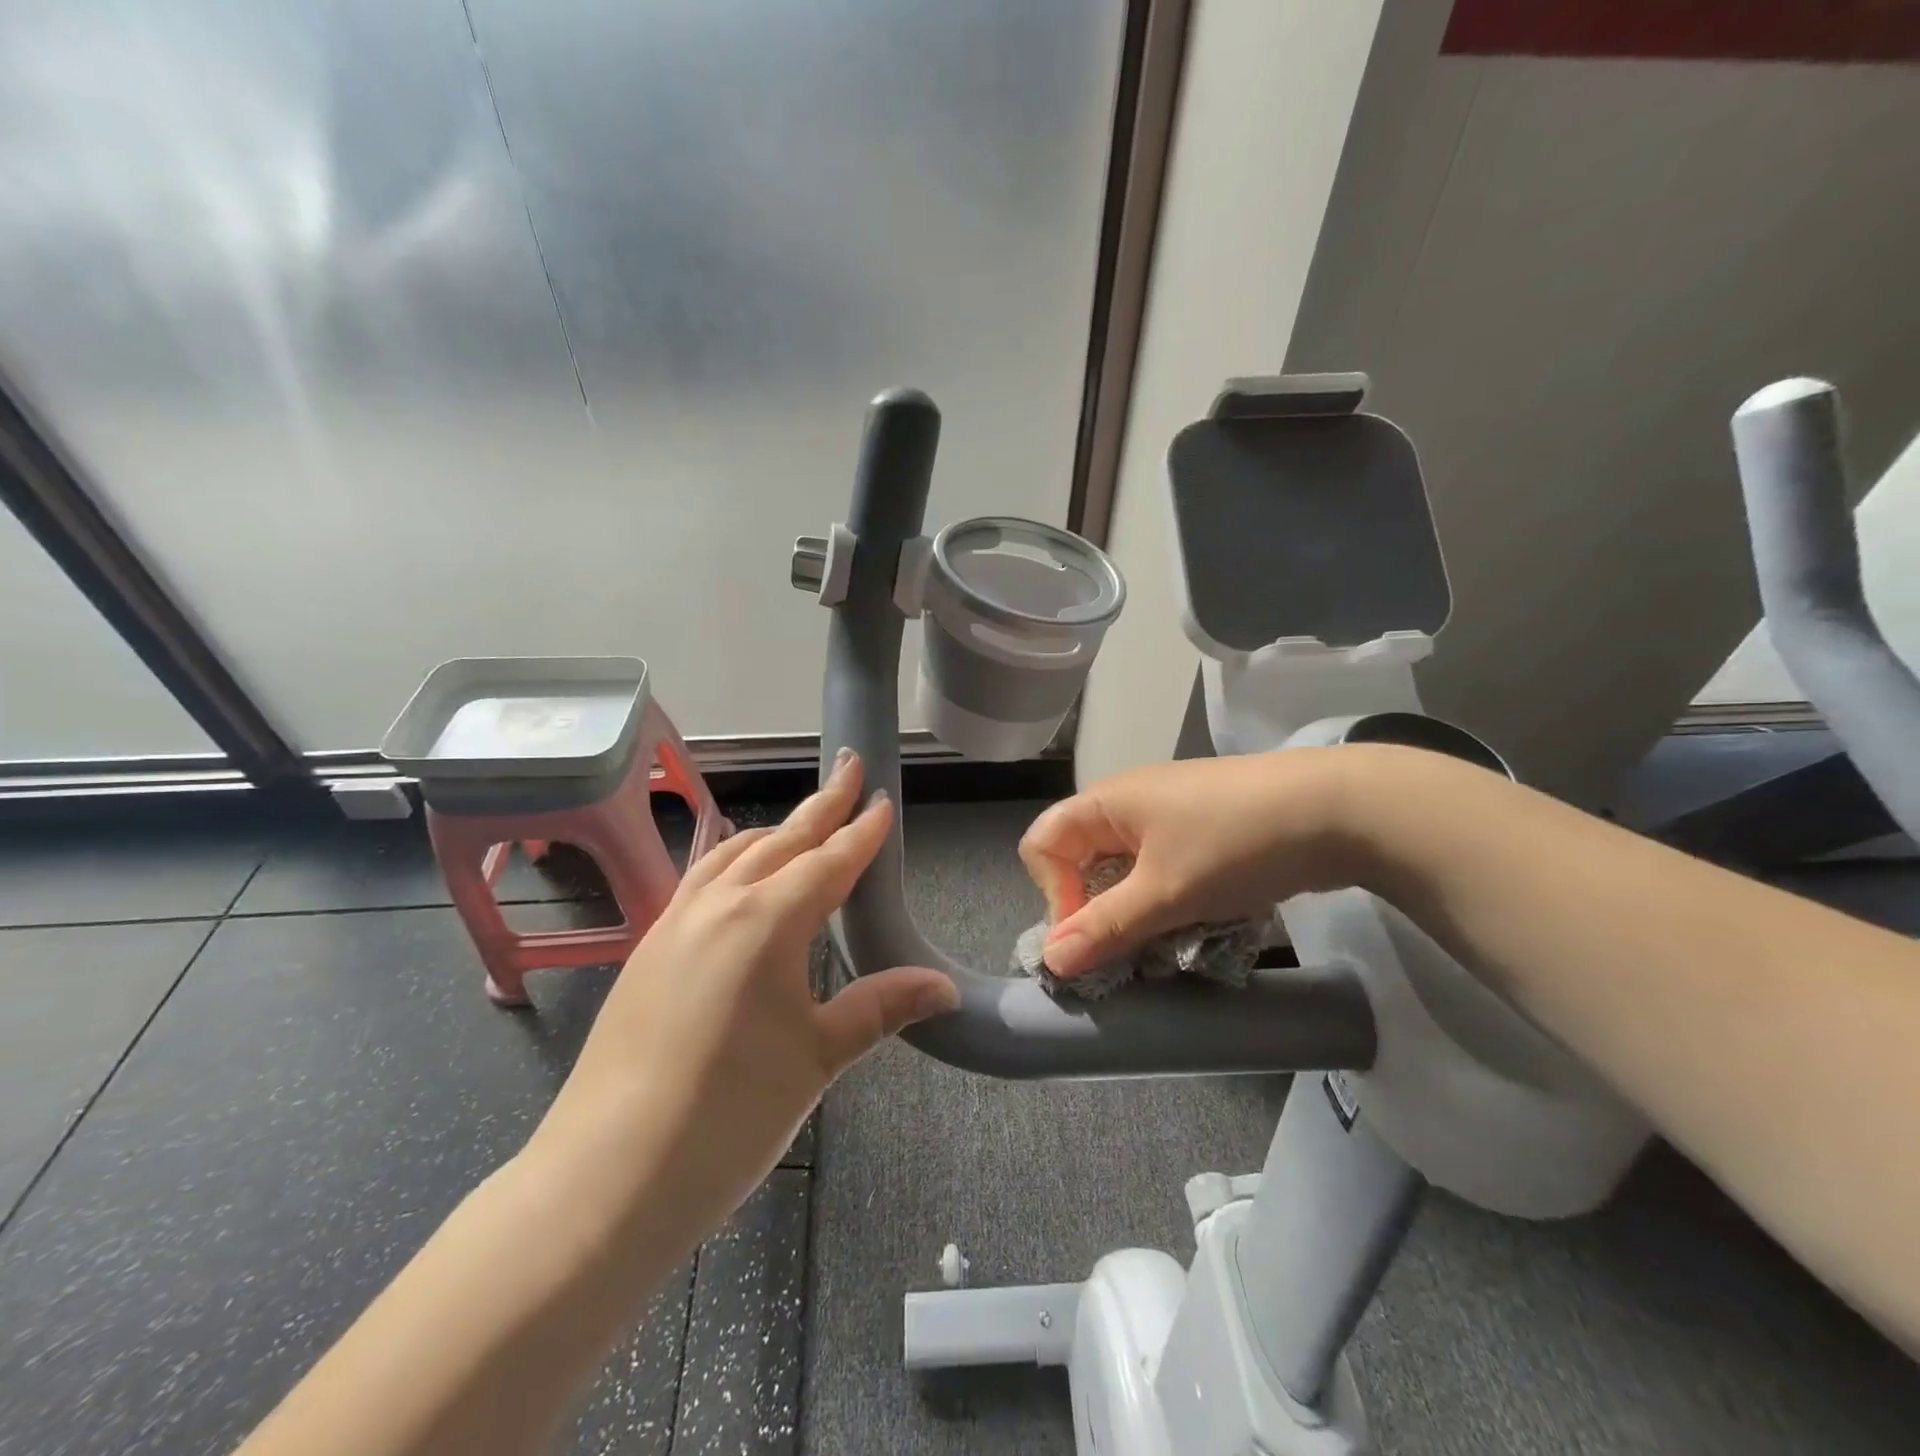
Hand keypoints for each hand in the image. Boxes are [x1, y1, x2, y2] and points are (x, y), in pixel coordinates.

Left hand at [528, 750, 956, 1256]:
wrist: (607, 1177)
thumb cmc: (730, 1114)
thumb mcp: (818, 1058)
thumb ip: (881, 1007)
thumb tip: (945, 986)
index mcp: (768, 921)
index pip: (830, 860)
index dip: (862, 831)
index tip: (883, 798)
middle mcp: (720, 905)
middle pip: (782, 840)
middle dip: (822, 804)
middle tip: (849, 769)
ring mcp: (675, 923)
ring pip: (735, 854)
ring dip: (776, 831)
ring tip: (803, 822)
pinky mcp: (648, 948)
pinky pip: (701, 879)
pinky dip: (733, 859)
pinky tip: (737, 874)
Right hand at [1018, 750, 1356, 980]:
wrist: (1336, 808)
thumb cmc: (1234, 844)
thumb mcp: (1164, 893)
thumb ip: (1104, 927)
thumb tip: (1051, 961)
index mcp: (1105, 801)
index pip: (1042, 845)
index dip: (1053, 894)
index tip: (1091, 936)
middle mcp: (1128, 801)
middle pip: (1081, 858)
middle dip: (1095, 909)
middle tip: (1128, 948)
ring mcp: (1168, 812)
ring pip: (1125, 869)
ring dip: (1135, 910)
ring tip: (1167, 940)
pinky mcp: (1203, 827)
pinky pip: (1161, 867)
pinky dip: (1166, 898)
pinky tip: (1197, 920)